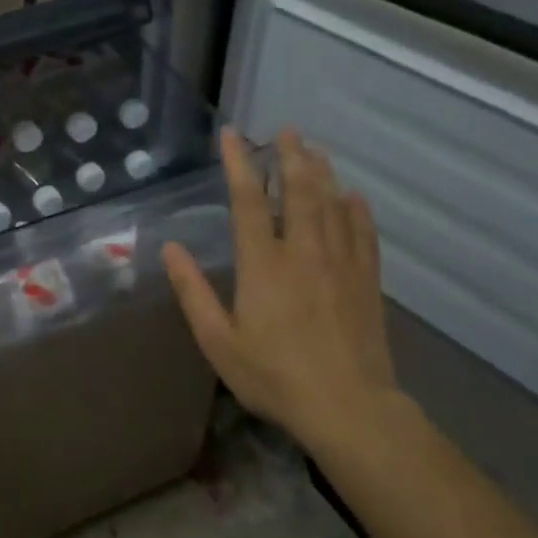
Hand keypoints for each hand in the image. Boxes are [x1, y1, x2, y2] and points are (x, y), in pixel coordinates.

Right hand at [162, 129, 399, 445]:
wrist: (348, 407)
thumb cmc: (274, 376)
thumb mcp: (218, 340)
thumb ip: (192, 291)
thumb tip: (170, 248)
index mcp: (263, 265)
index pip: (249, 201)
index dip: (239, 164)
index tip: (234, 136)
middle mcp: (304, 253)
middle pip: (299, 191)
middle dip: (291, 157)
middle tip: (286, 130)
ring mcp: (341, 264)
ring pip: (333, 205)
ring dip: (322, 173)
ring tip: (314, 149)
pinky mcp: (367, 281)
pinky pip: (363, 233)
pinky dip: (357, 209)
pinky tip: (354, 196)